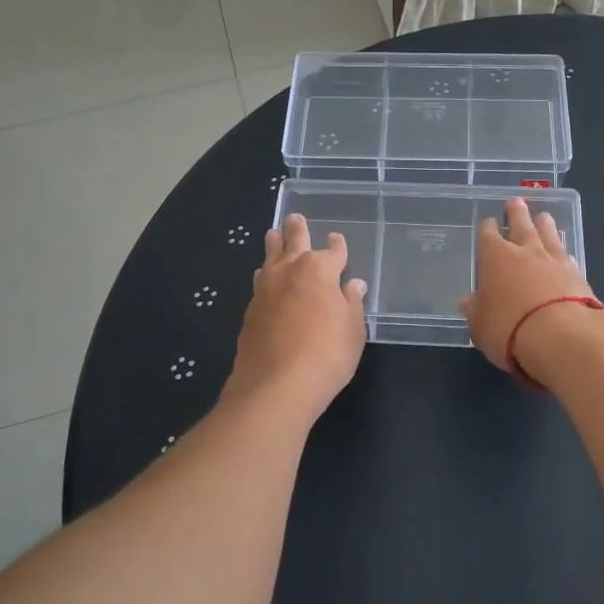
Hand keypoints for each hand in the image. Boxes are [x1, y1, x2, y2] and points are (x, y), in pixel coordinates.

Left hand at [224, 213, 367, 413]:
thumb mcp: (353, 331)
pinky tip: (264, 276)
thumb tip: (353, 285)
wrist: (275, 386)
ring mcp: (265, 290)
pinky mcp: (250, 311)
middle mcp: (289, 271)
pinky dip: (265, 273)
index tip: (337, 238)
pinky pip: (260, 282)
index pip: (333, 252)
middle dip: (297, 230)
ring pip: (270, 258)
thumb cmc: (326, 355)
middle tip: (294, 217)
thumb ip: (351, 304)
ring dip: (273, 245)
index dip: (338, 246)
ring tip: (272, 235)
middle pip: (294, 243)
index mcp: (319, 270)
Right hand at [460, 197, 603, 379]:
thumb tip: (467, 301)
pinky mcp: (578, 274)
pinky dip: (563, 251)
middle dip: (516, 213)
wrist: (562, 336)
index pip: (488, 235)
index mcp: (495, 257)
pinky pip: (567, 255)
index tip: (489, 223)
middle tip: (516, 201)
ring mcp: (554, 260)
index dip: (488, 228)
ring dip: (544, 224)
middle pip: (521, 224)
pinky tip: (564, 252)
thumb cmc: (509, 329)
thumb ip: (475, 310)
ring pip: (548, 234)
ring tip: (543, 216)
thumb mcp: (480, 325)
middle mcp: (525, 251)